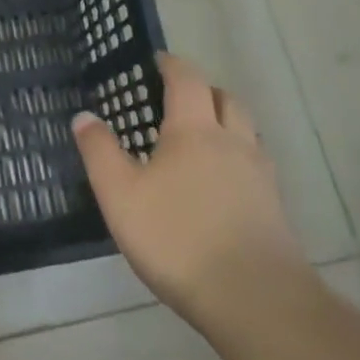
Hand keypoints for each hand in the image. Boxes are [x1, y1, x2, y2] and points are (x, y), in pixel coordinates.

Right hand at [73, 54, 307, 329]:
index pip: (187, 80)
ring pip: (247, 130)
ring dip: (225, 122)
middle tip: (177, 99)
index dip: (171, 65)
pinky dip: (237, 157)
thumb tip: (85, 116)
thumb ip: (100, 152)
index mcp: (194, 131)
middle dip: (203, 90)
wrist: (254, 297)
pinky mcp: (274, 207)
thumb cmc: (176, 237)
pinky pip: (256, 164)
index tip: (155, 62)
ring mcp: (260, 175)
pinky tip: (220, 183)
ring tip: (199, 139)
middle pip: (226, 99)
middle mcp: (233, 142)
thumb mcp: (119, 194)